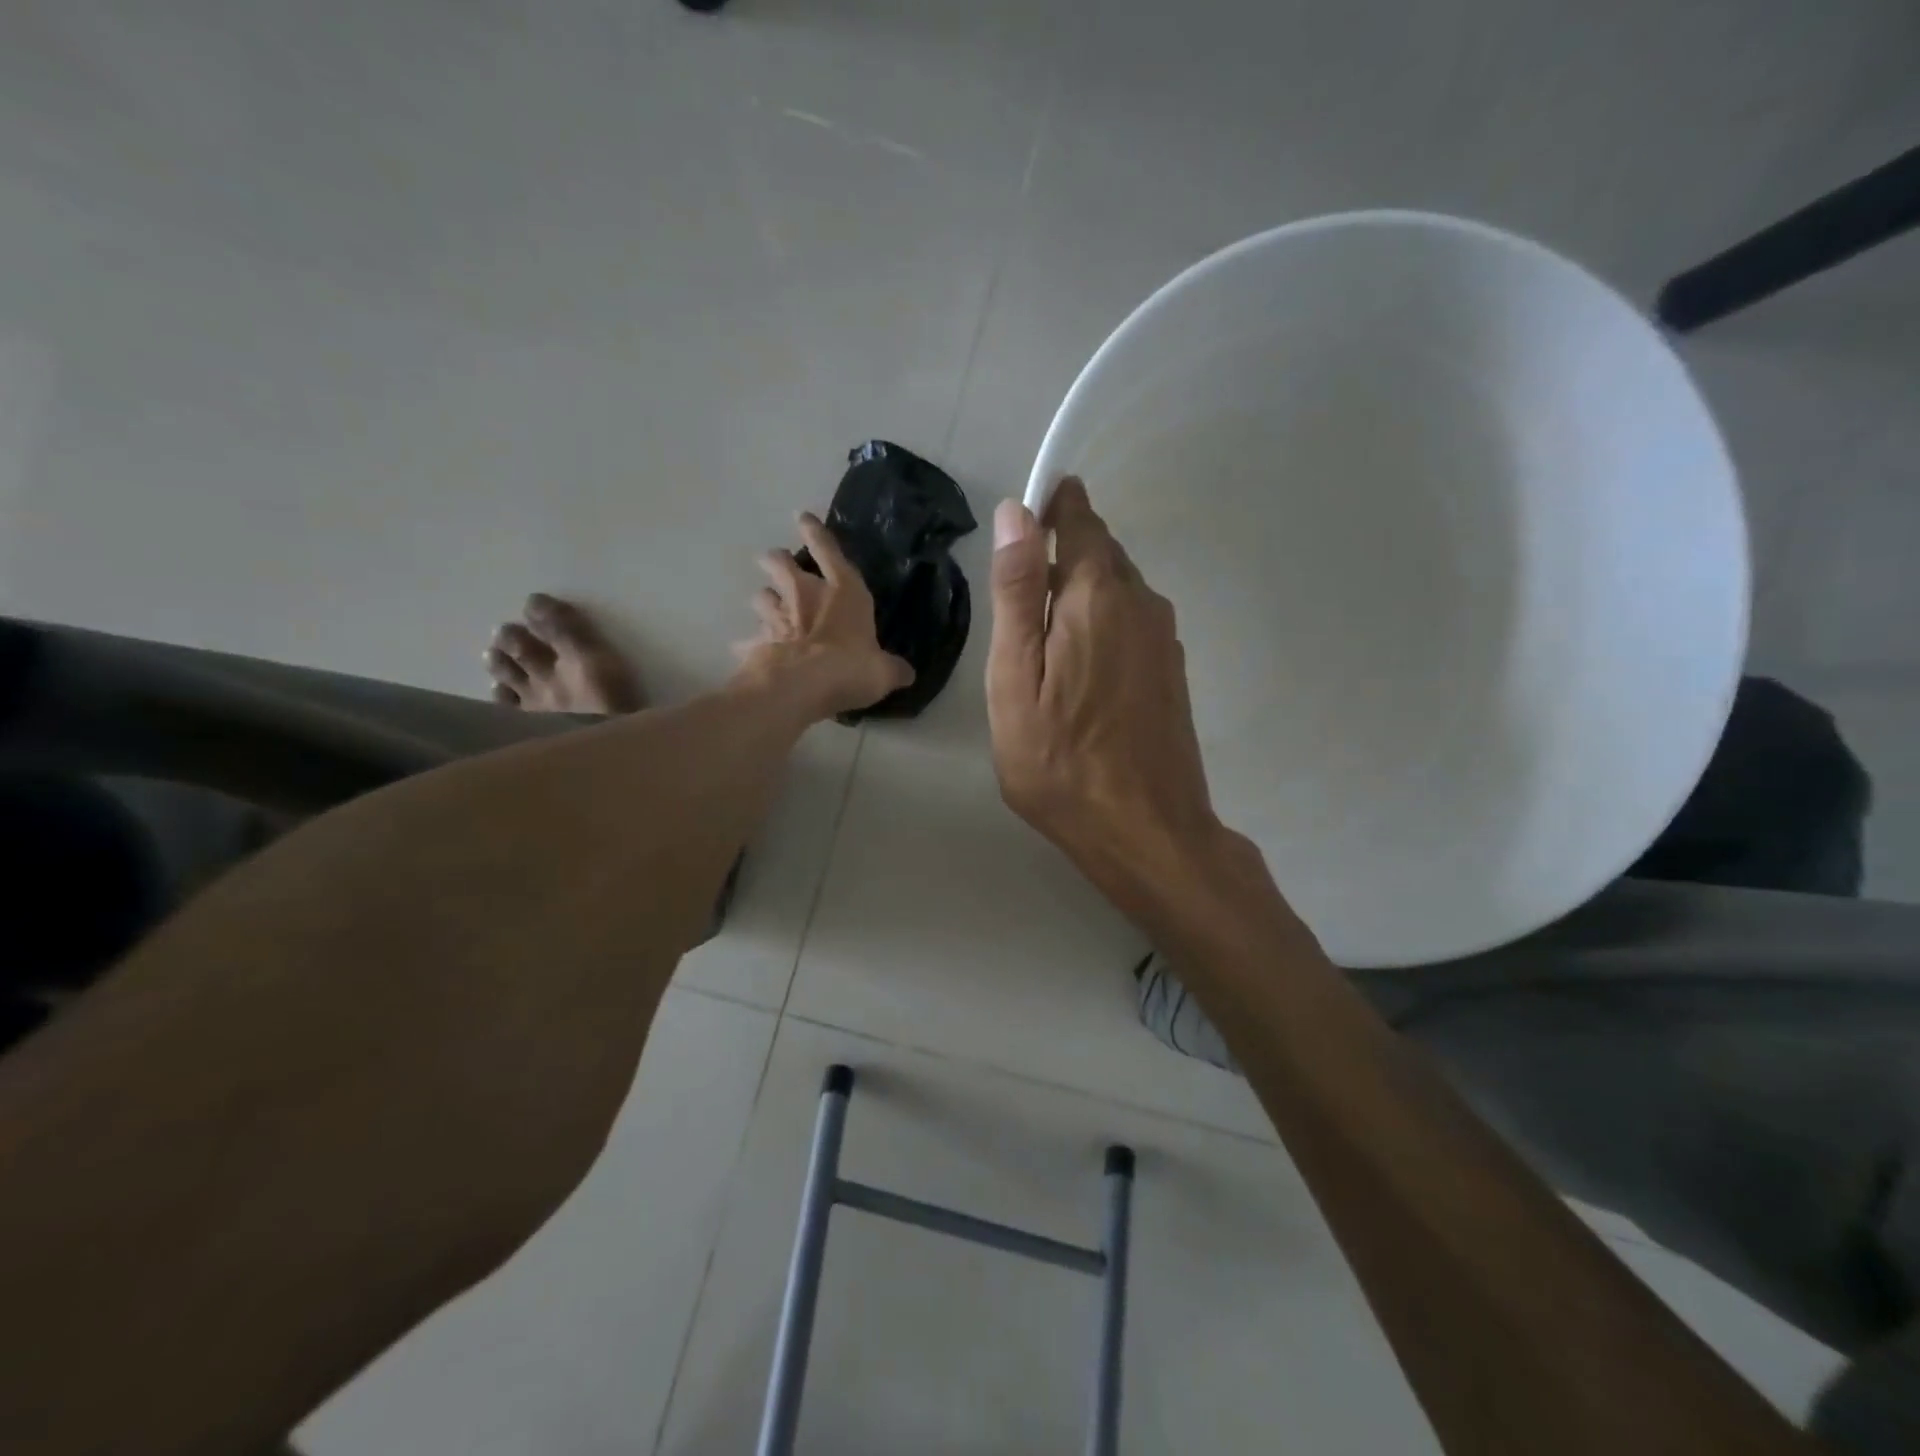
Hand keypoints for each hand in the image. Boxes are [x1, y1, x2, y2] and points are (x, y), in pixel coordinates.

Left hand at [735, 512, 913, 719]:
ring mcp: (777, 618)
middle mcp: (805, 596)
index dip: (816, 533)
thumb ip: (892, 668)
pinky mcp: (757, 644)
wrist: (802, 686)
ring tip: (766, 603)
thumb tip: (905, 673)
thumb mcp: (883, 671)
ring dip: (764, 599)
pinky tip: (744, 649)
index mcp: (843, 592)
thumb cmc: (851, 667)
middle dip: (776, 561)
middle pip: (782, 566)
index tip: (802, 517)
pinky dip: (748, 644)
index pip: (828, 552)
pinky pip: (749, 640)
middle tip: (773, 560)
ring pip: (762, 598)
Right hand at [986, 477, 1223, 885]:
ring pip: (1118, 588)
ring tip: (1042, 642)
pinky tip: (1080, 669)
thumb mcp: (1015, 679)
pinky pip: (1132, 621)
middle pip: (1100, 552)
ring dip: (1080, 594)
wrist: (1146, 831)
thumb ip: (1017, 594)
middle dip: (1059, 556)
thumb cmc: (1061, 763)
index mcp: (1097, 595)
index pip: (1079, 518)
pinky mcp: (1172, 669)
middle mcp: (1142, 602)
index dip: (1050, 508)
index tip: (1021, 523)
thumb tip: (1016, 513)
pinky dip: (1102, 624)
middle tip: (1017, 602)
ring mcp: (1164, 637)